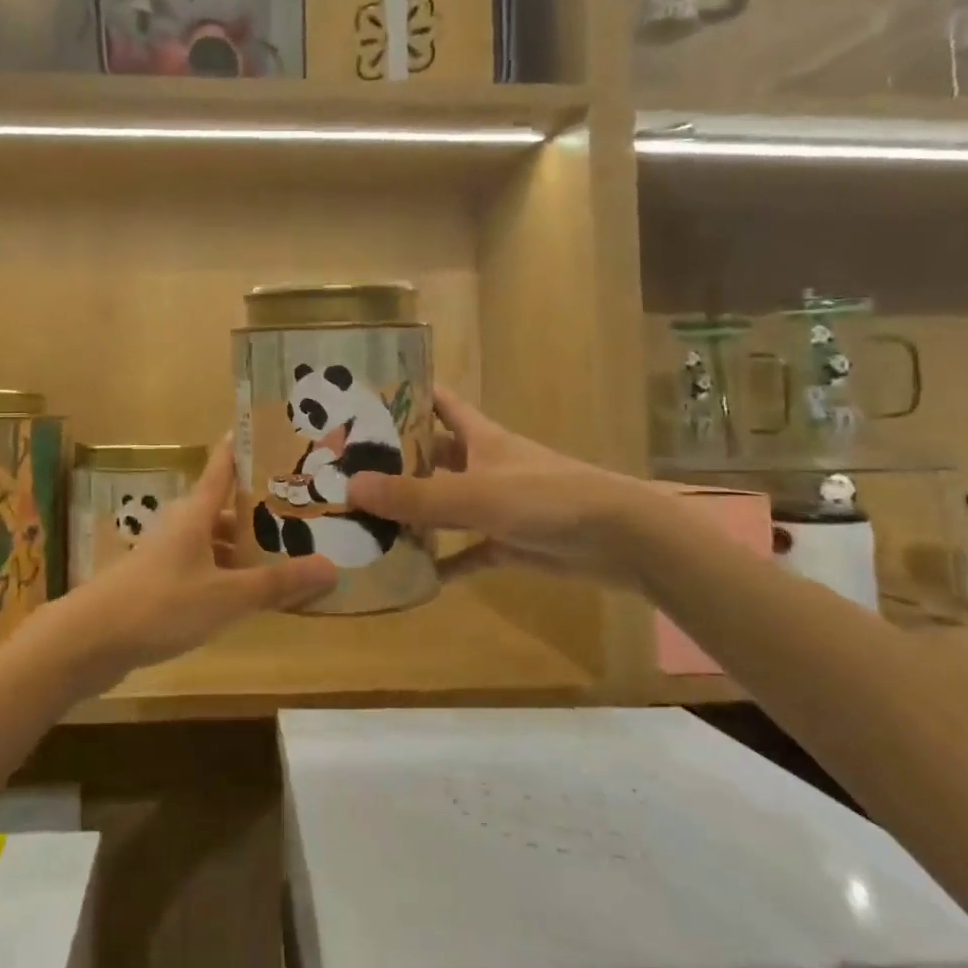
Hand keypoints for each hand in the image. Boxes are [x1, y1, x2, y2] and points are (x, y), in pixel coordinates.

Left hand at [18, 440, 337, 694]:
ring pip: (215, 543)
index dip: (245, 447)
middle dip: (262, 510)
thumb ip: (277, 584)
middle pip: (226, 509)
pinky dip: (228, 576)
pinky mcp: (158, 584)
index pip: (223, 466)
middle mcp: (181, 526)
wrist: (89, 641)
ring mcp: (166, 556)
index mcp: (195, 513)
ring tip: (288, 557)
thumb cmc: (160, 604)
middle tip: (306, 511)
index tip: (274, 432)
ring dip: (246, 549)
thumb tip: (332, 567)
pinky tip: (249, 596)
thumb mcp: (226, 596)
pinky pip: (203, 570)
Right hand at [349, 386, 653, 585]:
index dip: (408, 394)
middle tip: (346, 468)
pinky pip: (465, 551)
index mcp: (480, 438)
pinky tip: (409, 573)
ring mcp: (496, 506)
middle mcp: (484, 465)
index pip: (440, 403)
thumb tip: (351, 488)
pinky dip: (441, 561)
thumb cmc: (547, 497)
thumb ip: (415, 494)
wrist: (621, 539)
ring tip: (365, 518)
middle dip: (396, 460)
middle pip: (433, 455)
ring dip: (413, 512)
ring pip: (444, 504)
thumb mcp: (475, 493)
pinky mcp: (508, 543)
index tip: (365, 396)